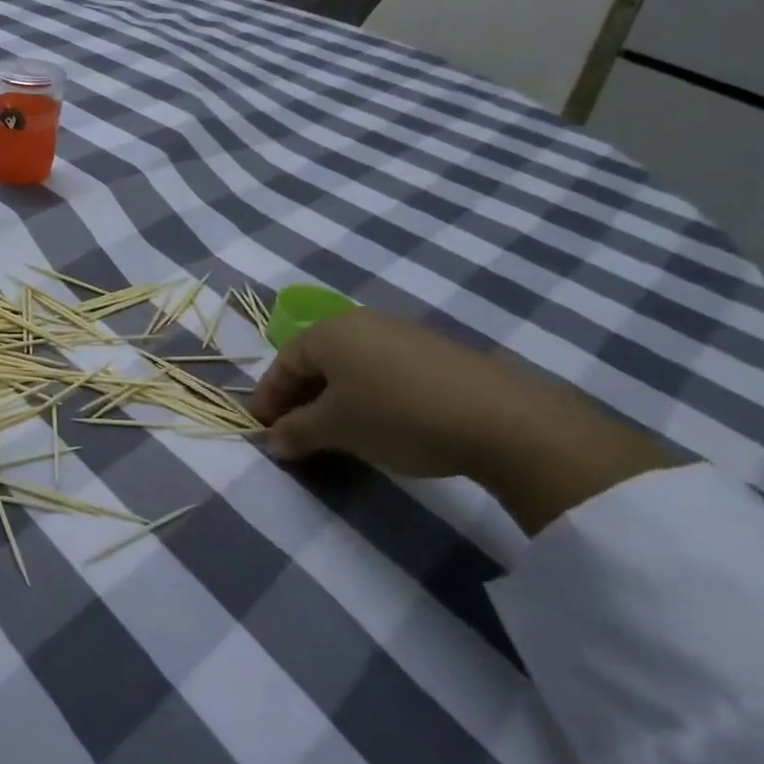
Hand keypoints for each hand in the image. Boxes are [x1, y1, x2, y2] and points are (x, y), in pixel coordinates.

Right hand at [248, 309, 673, 533]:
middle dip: (300, 397)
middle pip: (316, 361)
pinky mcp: (435, 352)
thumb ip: (296, 432)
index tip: (261, 429)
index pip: (283, 363)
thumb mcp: (336, 428)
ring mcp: (401, 333)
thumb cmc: (397, 415)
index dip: (268, 398)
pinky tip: (378, 422)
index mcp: (327, 332)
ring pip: (350, 366)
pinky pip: (382, 370)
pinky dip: (367, 394)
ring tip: (335, 432)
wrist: (501, 418)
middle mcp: (360, 322)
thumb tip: (274, 440)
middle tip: (294, 432)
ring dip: (334, 398)